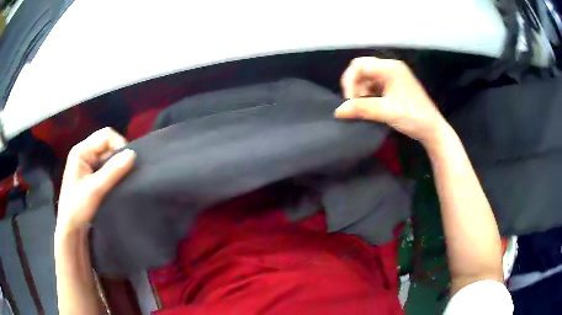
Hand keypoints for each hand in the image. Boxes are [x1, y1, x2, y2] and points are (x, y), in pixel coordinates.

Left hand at [56, 127, 135, 234]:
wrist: (71, 229)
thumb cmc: (77, 208)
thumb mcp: (95, 190)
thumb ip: (112, 171)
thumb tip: (133, 154)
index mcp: (81, 151)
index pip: (106, 135)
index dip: (118, 145)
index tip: (128, 163)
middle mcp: (84, 153)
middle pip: (107, 144)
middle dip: (118, 156)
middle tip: (126, 173)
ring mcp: (87, 164)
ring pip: (108, 156)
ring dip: (117, 166)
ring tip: (123, 179)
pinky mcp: (91, 175)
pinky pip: (106, 167)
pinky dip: (114, 173)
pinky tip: (117, 183)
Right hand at [335, 57, 447, 145]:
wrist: (432, 130)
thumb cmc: (414, 118)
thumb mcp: (387, 112)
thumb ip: (361, 109)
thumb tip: (338, 111)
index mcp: (390, 68)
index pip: (360, 65)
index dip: (350, 81)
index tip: (350, 102)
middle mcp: (391, 67)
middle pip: (362, 68)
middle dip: (354, 85)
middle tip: (354, 104)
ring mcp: (393, 76)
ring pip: (367, 77)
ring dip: (361, 91)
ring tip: (364, 108)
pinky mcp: (394, 85)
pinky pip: (374, 85)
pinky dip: (368, 95)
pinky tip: (371, 106)